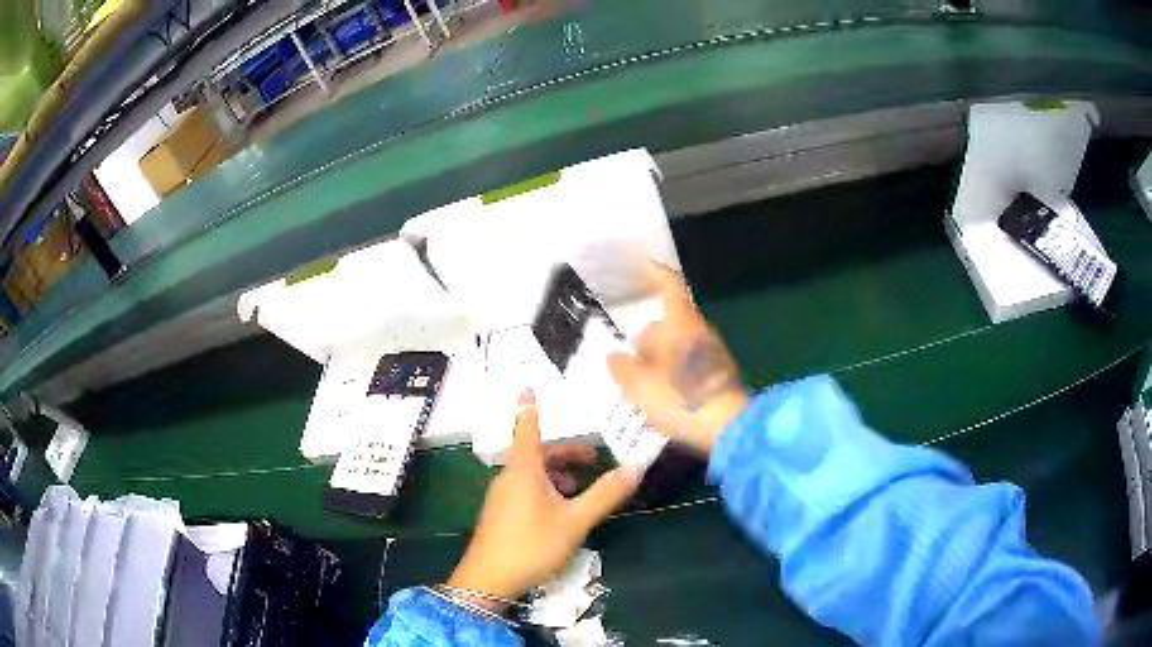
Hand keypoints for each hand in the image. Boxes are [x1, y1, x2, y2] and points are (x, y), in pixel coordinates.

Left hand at [447, 390, 641, 610]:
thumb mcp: (574, 521)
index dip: (529, 408)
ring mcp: (501, 498)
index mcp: (523, 471)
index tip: (528, 387)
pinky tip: (560, 511)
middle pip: (536, 454)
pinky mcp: (499, 515)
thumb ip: (605, 494)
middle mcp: (509, 478)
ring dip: (557, 474)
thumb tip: (636, 466)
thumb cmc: (532, 545)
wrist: (488, 581)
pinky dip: (545, 489)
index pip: (526, 429)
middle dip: (565, 453)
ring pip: (531, 474)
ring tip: (581, 490)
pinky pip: (524, 489)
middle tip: (593, 461)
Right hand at [608, 264, 748, 454]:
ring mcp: (712, 355)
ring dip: (655, 360)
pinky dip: (670, 375)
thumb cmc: (681, 398)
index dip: (656, 274)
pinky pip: (687, 366)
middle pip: (668, 324)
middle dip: (645, 338)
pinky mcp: (717, 377)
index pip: (670, 286)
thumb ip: (623, 368)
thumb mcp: (640, 385)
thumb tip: (615, 356)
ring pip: (676, 348)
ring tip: (635, 386)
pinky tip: (657, 399)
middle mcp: (699, 332)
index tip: (643, 269)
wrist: (730, 428)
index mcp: (680, 324)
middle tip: (624, 359)